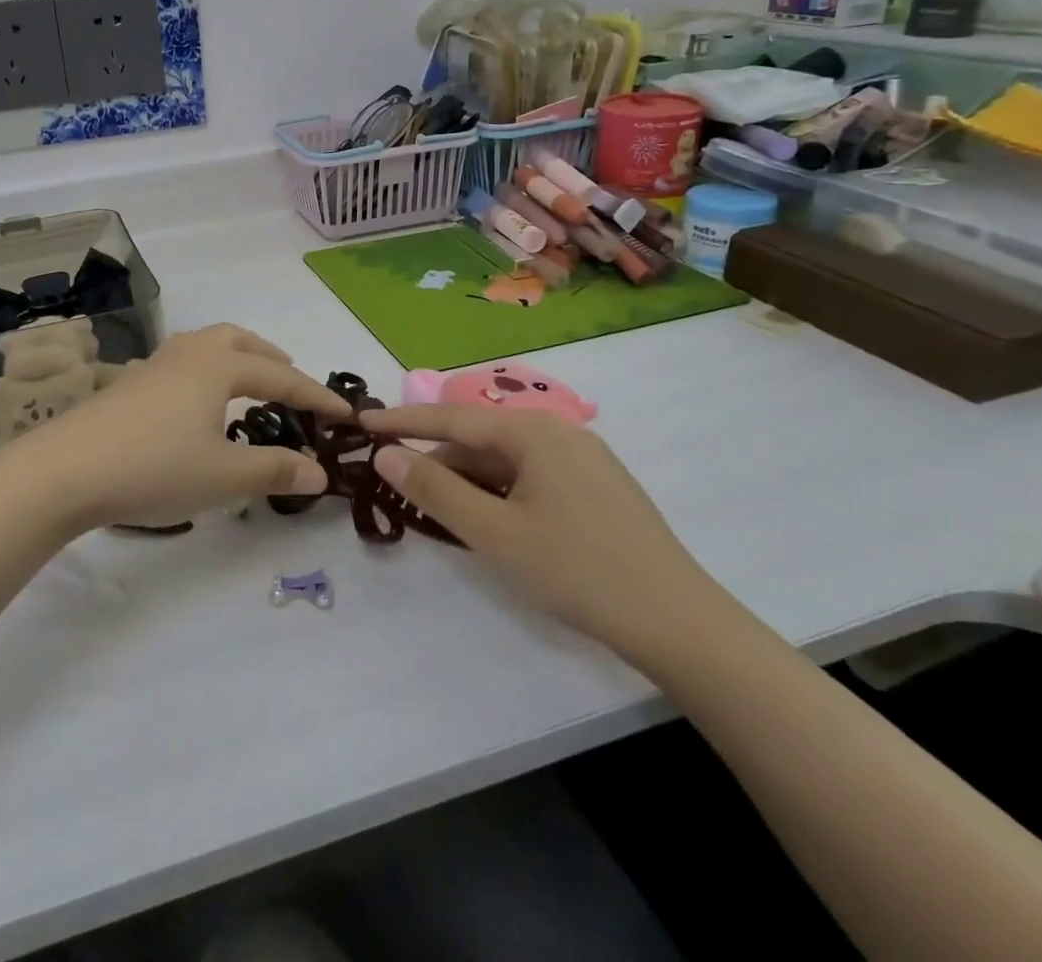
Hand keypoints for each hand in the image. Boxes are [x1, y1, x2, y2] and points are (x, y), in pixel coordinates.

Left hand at [0, 324, 348, 532]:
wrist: (65, 469)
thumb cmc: (153, 467)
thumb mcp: (224, 477)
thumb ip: (275, 470)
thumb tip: (320, 472)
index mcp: (218, 366)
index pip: (282, 377)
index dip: (316, 396)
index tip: (346, 414)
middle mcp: (189, 354)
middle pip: (240, 341)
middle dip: (272, 359)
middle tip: (293, 383)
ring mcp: (155, 365)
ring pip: (207, 346)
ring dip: (237, 359)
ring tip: (250, 385)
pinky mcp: (130, 383)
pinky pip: (184, 363)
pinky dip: (208, 372)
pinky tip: (199, 405)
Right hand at [361, 404, 720, 655]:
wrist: (679, 623)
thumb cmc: (577, 570)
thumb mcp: (494, 533)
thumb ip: (434, 489)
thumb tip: (385, 454)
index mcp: (533, 431)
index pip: (451, 418)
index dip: (402, 422)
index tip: (361, 423)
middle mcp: (558, 431)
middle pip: (480, 439)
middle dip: (436, 460)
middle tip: (395, 484)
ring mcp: (582, 459)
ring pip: (505, 460)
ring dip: (467, 480)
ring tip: (435, 509)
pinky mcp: (596, 487)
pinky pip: (530, 476)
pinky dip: (499, 491)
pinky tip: (487, 519)